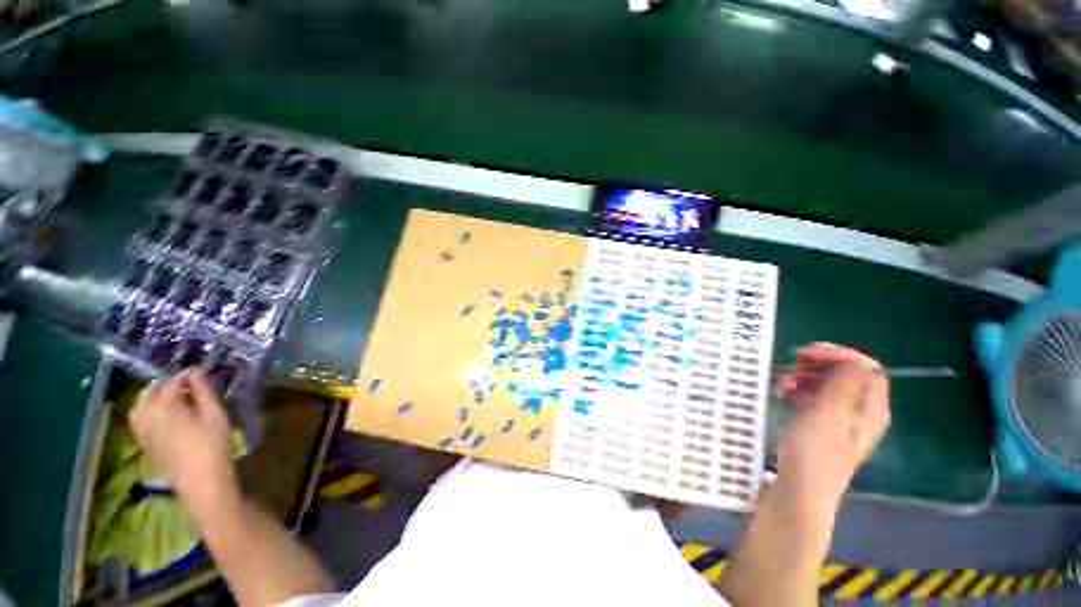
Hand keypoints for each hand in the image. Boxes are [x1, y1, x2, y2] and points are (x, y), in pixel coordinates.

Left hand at [129, 369, 239, 511]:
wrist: (200, 481)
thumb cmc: (212, 445)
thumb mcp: (215, 415)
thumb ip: (204, 393)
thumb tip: (197, 375)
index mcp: (165, 406)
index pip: (172, 382)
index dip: (186, 375)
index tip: (200, 372)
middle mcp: (147, 415)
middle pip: (148, 392)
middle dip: (164, 385)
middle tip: (185, 385)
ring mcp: (143, 431)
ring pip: (138, 407)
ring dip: (152, 398)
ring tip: (172, 399)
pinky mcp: (145, 444)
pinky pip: (139, 421)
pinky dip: (147, 412)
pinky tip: (163, 417)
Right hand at [773, 343, 890, 511]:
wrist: (799, 489)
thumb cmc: (815, 452)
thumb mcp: (829, 414)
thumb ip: (844, 383)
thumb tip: (850, 360)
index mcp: (871, 409)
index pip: (868, 368)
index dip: (841, 355)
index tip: (809, 354)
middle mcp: (859, 410)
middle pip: (846, 373)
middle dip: (818, 364)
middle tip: (792, 364)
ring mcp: (839, 417)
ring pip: (826, 382)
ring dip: (803, 376)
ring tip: (781, 384)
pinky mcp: (820, 422)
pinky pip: (813, 395)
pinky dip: (798, 388)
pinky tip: (781, 393)